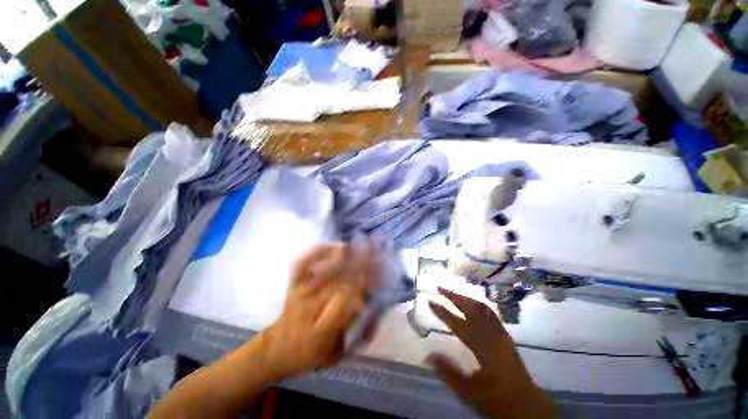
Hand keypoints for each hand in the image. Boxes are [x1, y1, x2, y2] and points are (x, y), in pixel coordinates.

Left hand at [258, 243, 379, 380]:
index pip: (342, 303)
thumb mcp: (338, 353)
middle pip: (335, 283)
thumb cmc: (312, 354)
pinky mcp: (293, 284)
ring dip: (342, 256)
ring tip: (358, 245)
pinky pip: (304, 264)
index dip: (359, 286)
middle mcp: (307, 310)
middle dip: (357, 266)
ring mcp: (298, 293)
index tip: (375, 273)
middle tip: (374, 253)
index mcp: (320, 332)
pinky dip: (318, 252)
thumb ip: (358, 332)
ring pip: (321, 271)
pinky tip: (334, 246)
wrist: (277, 348)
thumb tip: (374, 307)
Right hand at [427, 288, 553, 418]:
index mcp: (483, 349)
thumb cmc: (496, 399)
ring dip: (464, 296)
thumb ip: (448, 373)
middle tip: (439, 287)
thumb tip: (428, 354)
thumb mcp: (469, 392)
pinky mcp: (504, 334)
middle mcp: (492, 335)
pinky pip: (489, 312)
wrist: (526, 403)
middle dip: (453, 295)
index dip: (443, 312)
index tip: (429, 300)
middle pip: (471, 308)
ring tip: (451, 291)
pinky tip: (470, 301)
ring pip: (481, 307)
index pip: (458, 324)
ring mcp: (500, 333)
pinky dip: (476, 302)